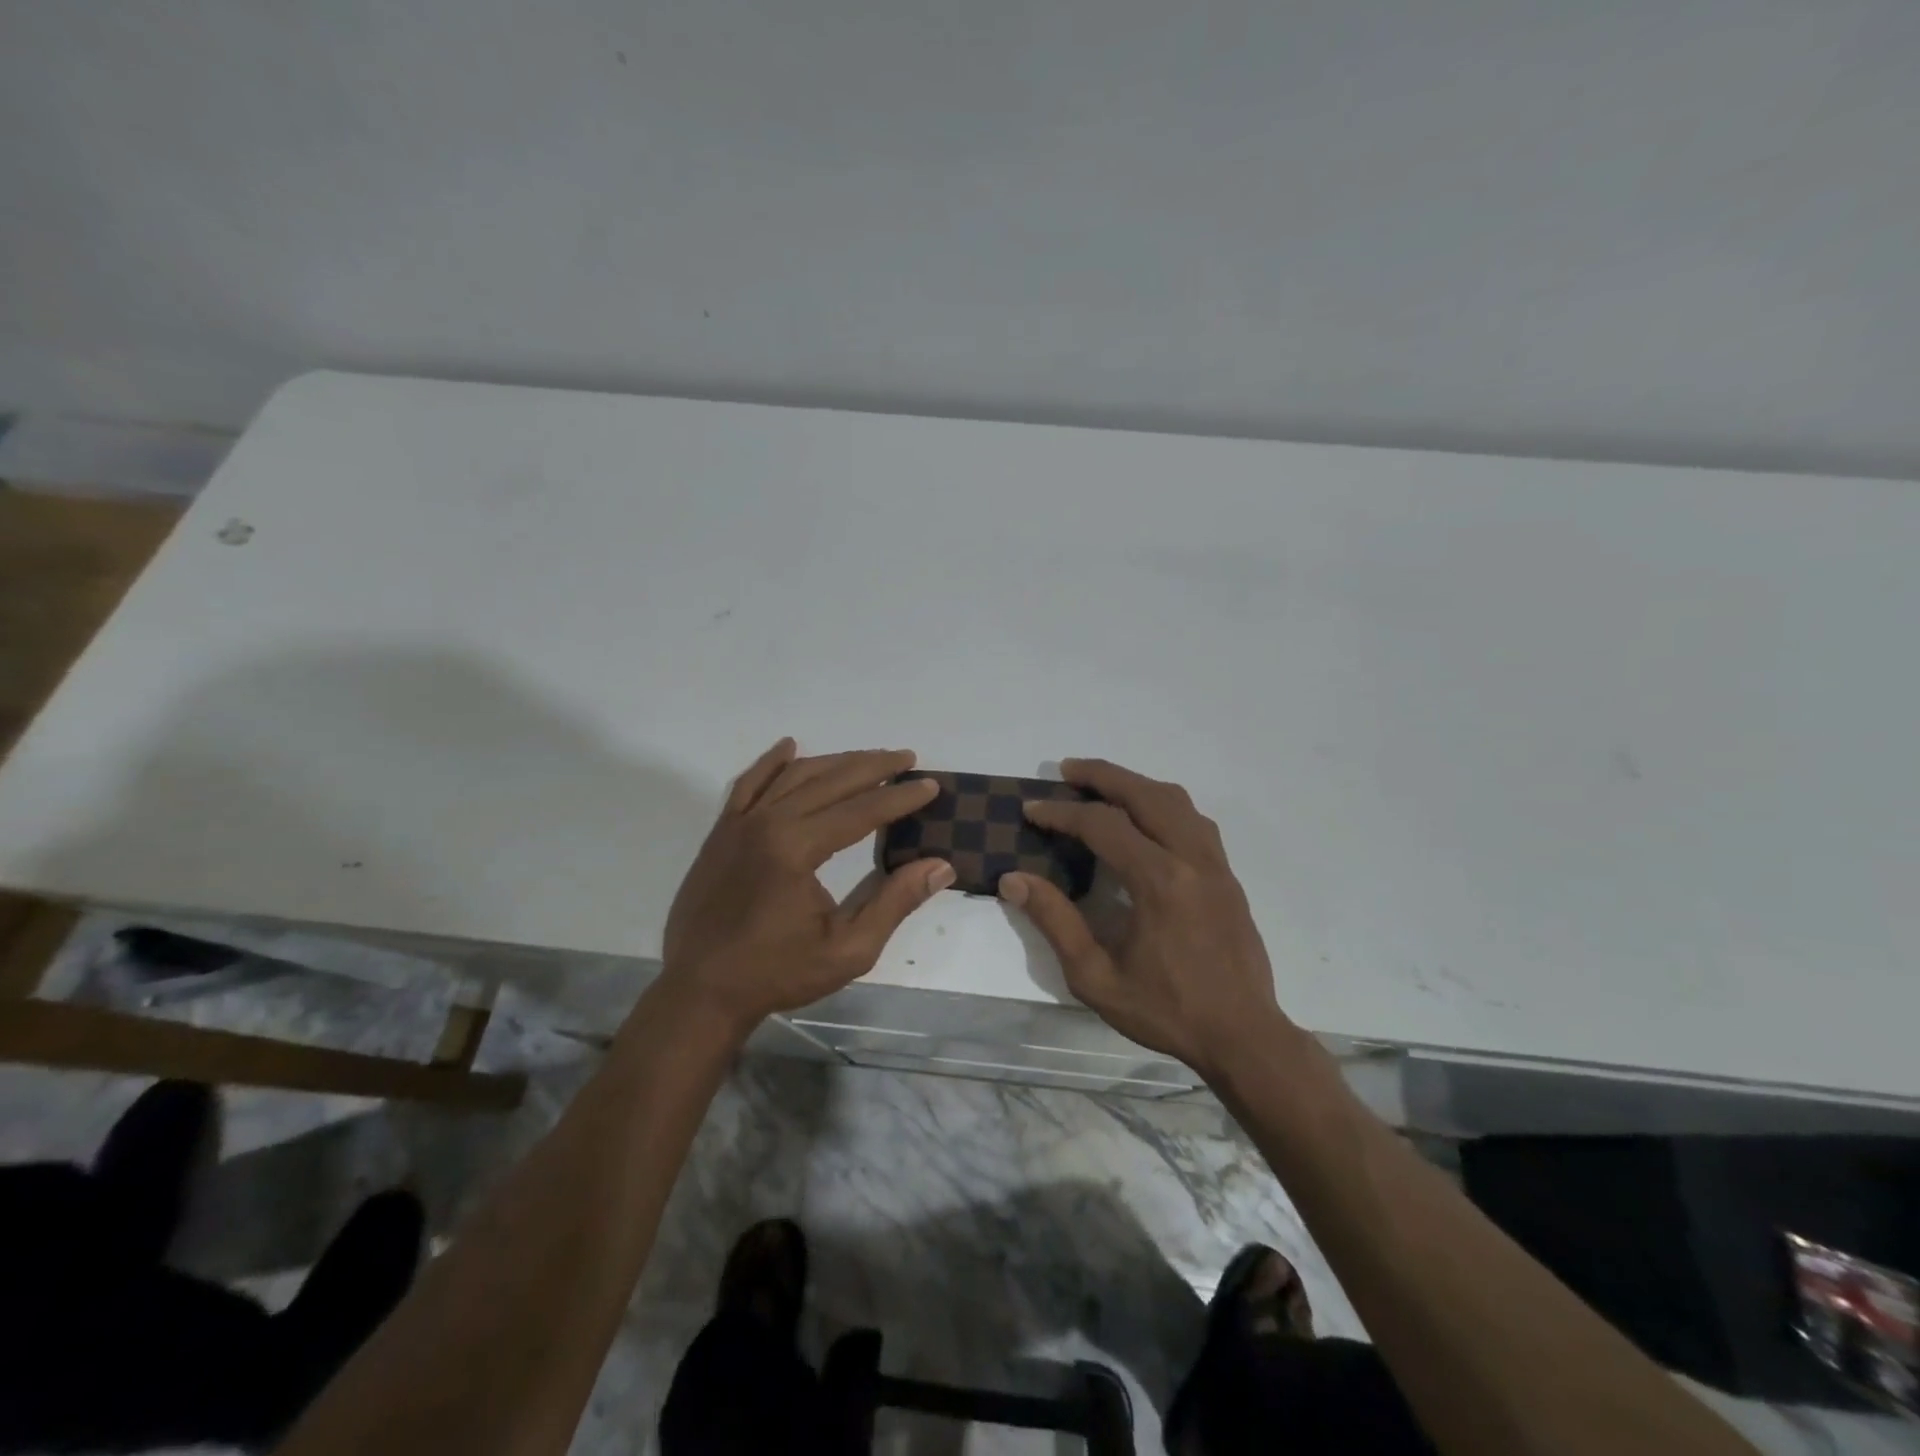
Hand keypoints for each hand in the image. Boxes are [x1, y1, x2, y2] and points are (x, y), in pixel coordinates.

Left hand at [661, 740, 953, 1035]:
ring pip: (793, 775)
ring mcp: (739, 823)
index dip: (900, 797)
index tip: (931, 785)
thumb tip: (940, 866)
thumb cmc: (777, 973)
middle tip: (907, 759)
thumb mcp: (849, 949)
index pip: (861, 810)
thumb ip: (895, 902)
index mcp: (796, 848)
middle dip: (873, 766)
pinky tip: (790, 747)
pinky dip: (771, 763)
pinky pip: (748, 784)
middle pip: (830, 780)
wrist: (699, 992)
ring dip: (834, 761)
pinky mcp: (721, 832)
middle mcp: (767, 822)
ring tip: (868, 758)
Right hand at [999, 758, 1289, 1078]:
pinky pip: (1194, 820)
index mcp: (1159, 882)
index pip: (1103, 825)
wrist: (1244, 1036)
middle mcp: (1191, 859)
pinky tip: (1145, 818)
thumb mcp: (1096, 976)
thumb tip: (1014, 880)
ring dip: (1135, 784)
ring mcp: (1216, 864)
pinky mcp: (1228, 875)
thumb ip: (1055, 921)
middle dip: (1102, 775)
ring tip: (1102, 785)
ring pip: (1176, 800)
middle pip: (1145, 794)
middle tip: (1066, 769)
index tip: (1032, 810)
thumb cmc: (1166, 1011)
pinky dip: (1163, 804)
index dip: (1062, 813)